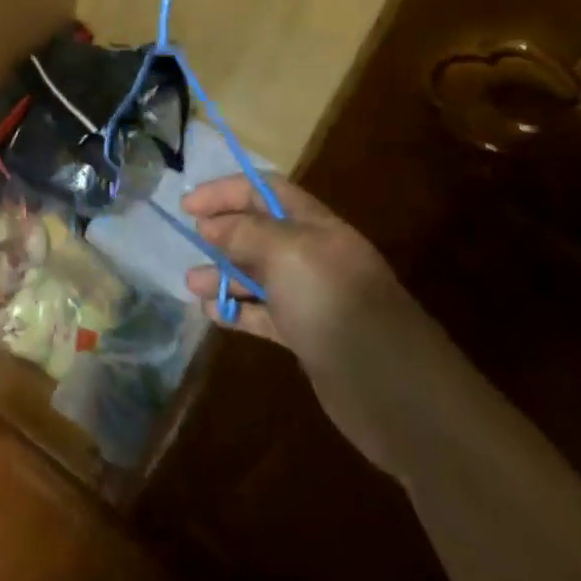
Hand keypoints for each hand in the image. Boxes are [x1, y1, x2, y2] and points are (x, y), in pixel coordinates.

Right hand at [182, 174, 414, 470]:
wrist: (392, 390)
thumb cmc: (334, 304)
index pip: (266, 190)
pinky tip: (213, 315)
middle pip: (260, 231)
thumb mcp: (286, 253)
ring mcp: (312, 298)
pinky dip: (237, 311)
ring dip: (223, 275)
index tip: (188, 206)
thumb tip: (212, 225)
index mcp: (317, 227)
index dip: (226, 191)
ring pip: (258, 275)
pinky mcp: (307, 336)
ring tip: (193, 285)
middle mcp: (314, 256)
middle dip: (222, 233)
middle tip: (192, 243)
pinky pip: (264, 314)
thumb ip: (245, 232)